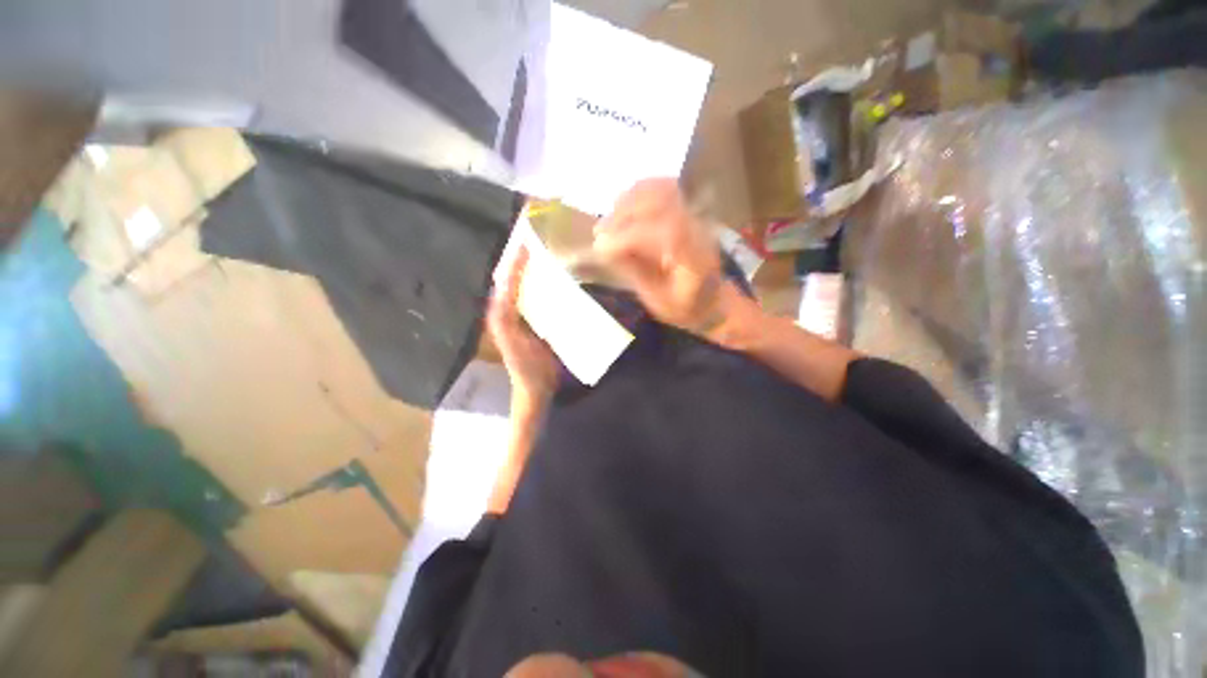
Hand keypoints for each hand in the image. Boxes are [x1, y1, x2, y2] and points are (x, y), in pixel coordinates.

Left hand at [489, 242, 558, 408]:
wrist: (537, 387)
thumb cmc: (525, 367)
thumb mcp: (511, 342)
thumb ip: (503, 317)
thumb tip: (502, 286)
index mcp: (501, 313)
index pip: (506, 281)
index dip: (515, 263)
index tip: (527, 244)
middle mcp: (511, 311)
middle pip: (516, 281)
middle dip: (524, 262)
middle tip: (539, 243)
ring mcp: (526, 317)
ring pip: (529, 289)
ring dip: (537, 273)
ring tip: (551, 256)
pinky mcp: (539, 323)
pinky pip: (541, 300)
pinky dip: (548, 288)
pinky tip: (560, 281)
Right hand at [592, 179, 728, 333]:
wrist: (713, 300)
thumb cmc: (685, 307)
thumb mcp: (658, 302)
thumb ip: (634, 273)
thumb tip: (604, 248)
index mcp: (695, 259)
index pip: (666, 231)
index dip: (630, 235)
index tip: (602, 246)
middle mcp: (699, 230)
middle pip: (664, 202)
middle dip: (624, 215)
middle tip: (599, 232)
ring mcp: (696, 216)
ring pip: (663, 190)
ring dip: (629, 201)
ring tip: (608, 221)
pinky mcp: (688, 211)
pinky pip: (664, 188)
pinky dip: (638, 192)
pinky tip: (621, 207)